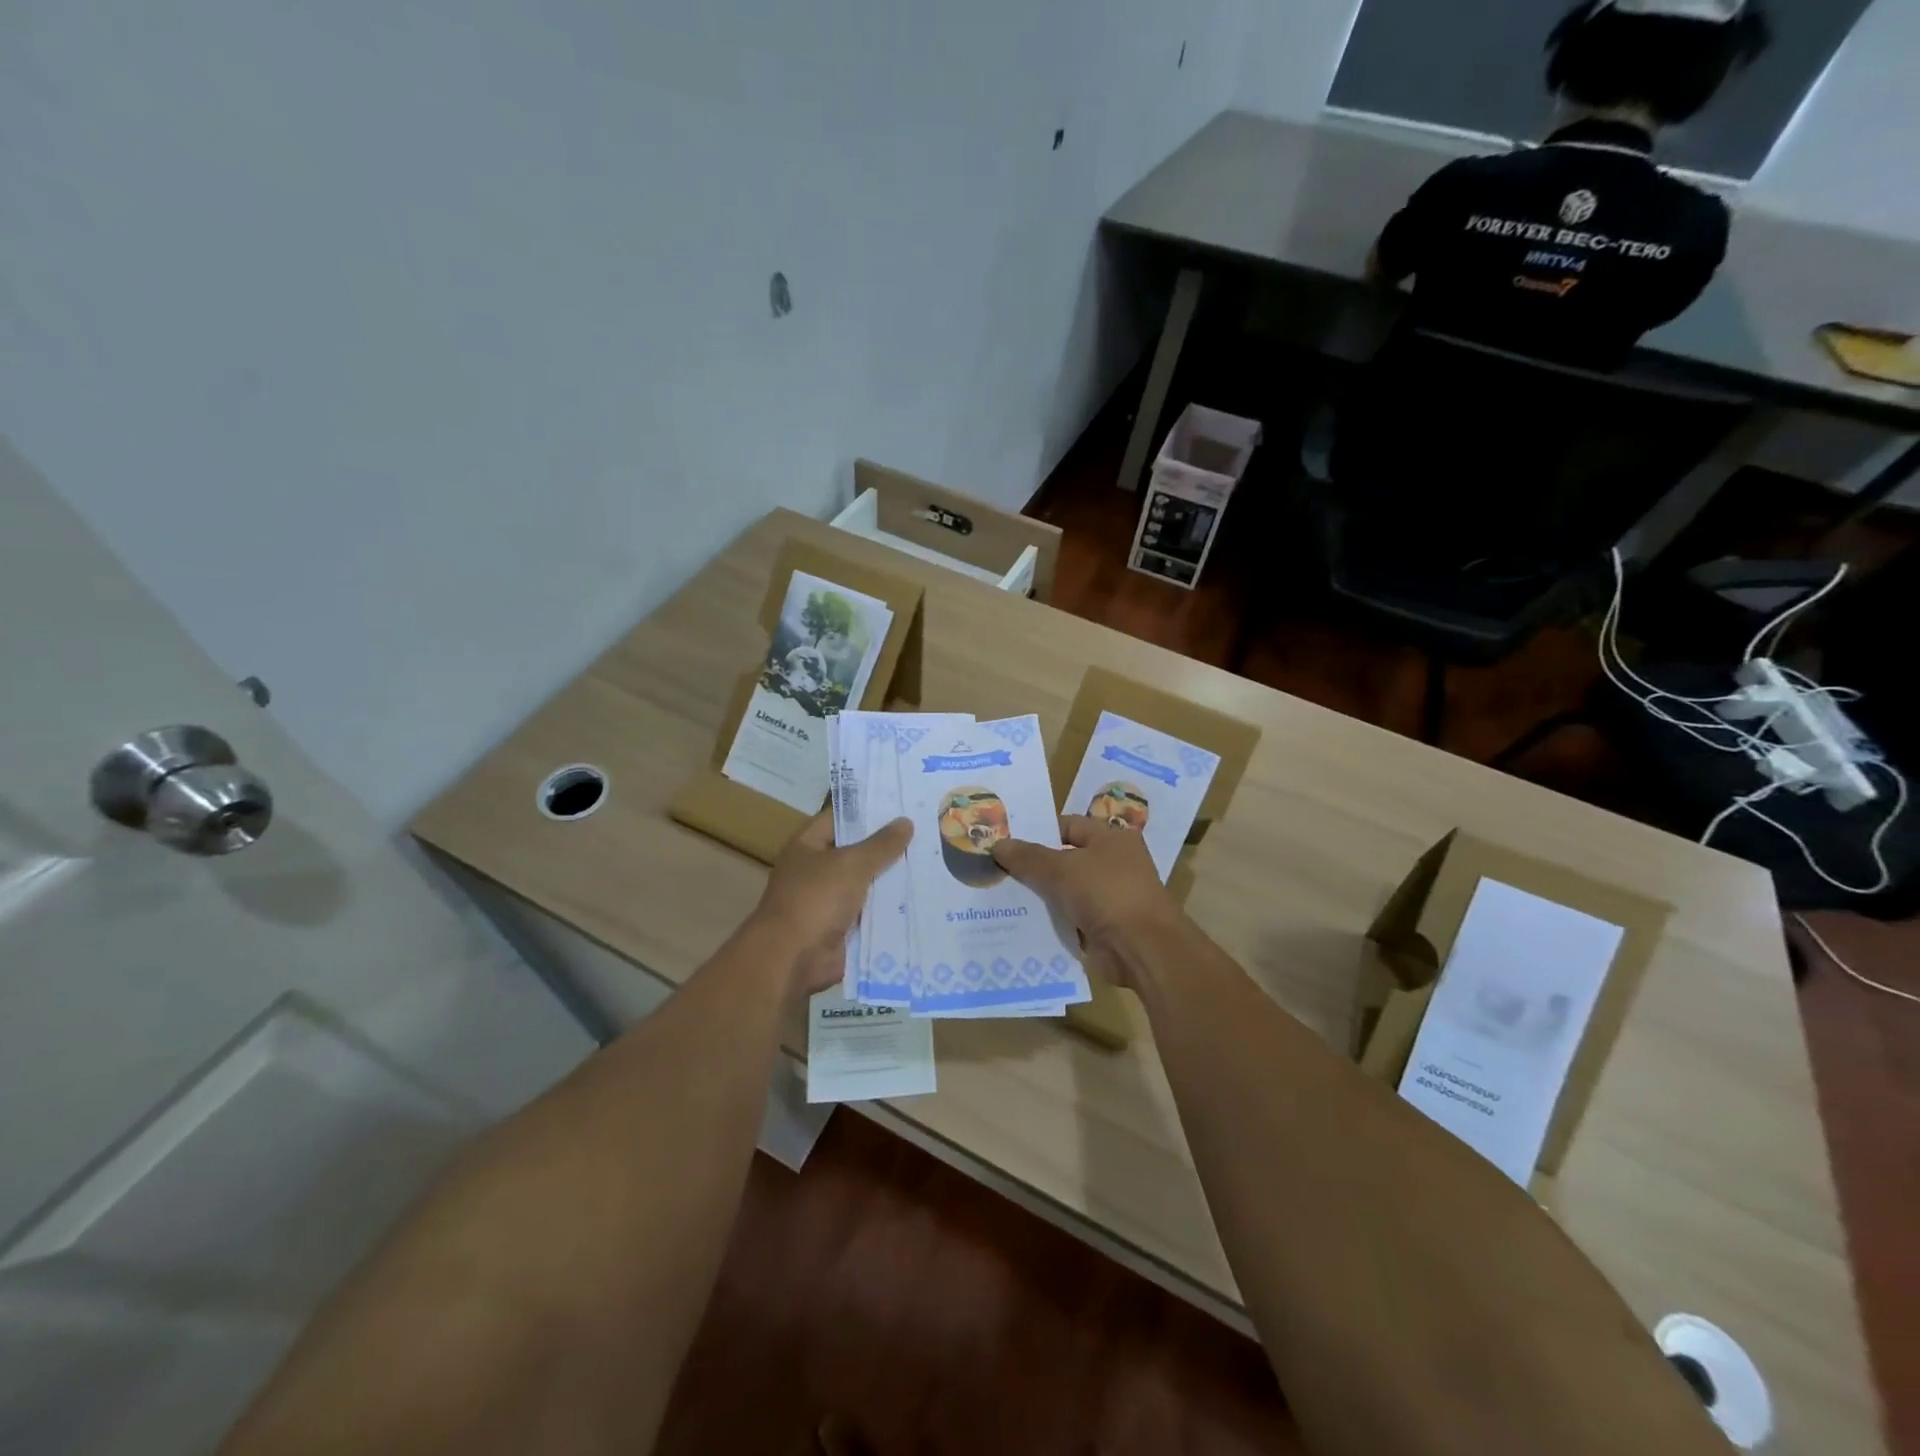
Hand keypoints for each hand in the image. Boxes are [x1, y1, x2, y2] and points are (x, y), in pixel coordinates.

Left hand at [752, 811, 911, 995]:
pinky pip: (871, 912)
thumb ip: (881, 844)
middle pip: (857, 852)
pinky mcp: (842, 928)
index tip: (902, 803)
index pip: (840, 818)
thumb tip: (905, 821)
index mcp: (808, 846)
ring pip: (867, 883)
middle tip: (927, 832)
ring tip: (932, 862)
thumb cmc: (816, 899)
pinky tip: (922, 898)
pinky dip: (890, 909)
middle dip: (888, 846)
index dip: (868, 810)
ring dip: (892, 879)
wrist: (793, 959)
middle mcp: (816, 870)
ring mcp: (829, 901)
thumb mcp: (852, 864)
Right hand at [990, 815, 1184, 988]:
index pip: (1068, 826)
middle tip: (996, 869)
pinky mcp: (1104, 927)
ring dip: (1040, 895)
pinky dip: (1051, 919)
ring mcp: (1110, 897)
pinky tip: (1021, 922)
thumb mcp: (1062, 869)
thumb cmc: (1106, 894)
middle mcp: (1113, 863)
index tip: (1006, 842)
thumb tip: (997, 844)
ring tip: (1000, 895)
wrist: (1143, 949)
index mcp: (1111, 838)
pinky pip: (1070, 917)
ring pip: (1065, 890)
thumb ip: (1028, 857)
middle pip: (1065, 858)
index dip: (1038, 832)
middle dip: (1034, 865)